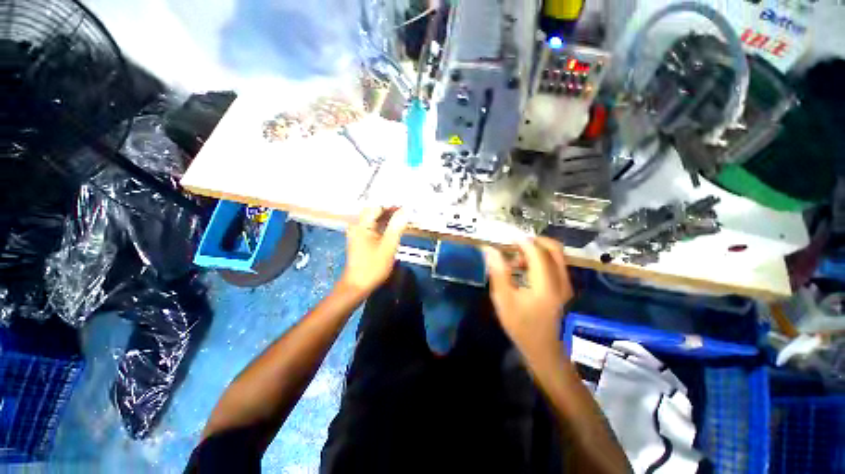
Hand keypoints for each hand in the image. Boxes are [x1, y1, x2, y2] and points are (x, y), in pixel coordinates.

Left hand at [340, 206, 408, 296]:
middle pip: (375, 211)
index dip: (392, 205)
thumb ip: (397, 227)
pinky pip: (373, 227)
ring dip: (388, 218)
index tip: (406, 207)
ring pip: (375, 219)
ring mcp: (357, 232)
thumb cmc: (373, 267)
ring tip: (403, 218)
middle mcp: (357, 225)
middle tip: (407, 212)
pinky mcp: (360, 239)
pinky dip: (384, 226)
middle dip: (391, 210)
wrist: (358, 285)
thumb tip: (406, 211)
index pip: (377, 206)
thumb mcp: (388, 246)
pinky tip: (393, 228)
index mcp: (361, 225)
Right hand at [484, 238, 573, 361]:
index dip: (521, 240)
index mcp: (546, 284)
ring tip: (514, 259)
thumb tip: (490, 249)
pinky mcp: (563, 288)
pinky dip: (540, 259)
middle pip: (553, 248)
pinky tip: (523, 269)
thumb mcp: (504, 299)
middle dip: (533, 241)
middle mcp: (560, 280)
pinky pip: (555, 264)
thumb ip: (498, 272)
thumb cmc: (521, 325)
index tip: (505, 237)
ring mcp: (565, 284)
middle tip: (513, 244)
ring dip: (536, 250)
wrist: (542, 349)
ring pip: (555, 255)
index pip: (537, 252)